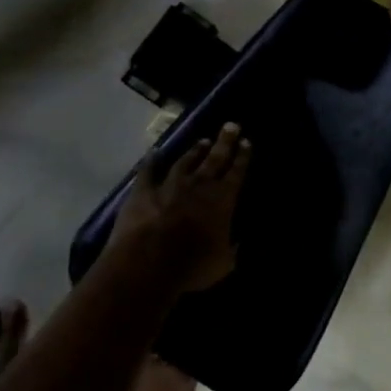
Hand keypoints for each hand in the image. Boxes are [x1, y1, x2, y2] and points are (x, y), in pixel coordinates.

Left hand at [111, 123, 249, 292]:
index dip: (242, 156)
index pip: (236, 172)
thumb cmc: (192, 265)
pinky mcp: (143, 191)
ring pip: (185, 161)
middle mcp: (199, 184)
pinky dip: (151, 161)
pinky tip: (153, 153)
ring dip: (195, 151)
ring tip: (202, 141)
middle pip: (215, 158)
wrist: (148, 262)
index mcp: (222, 199)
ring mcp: (170, 184)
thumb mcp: (222, 263)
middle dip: (225, 142)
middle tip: (231, 125)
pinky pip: (148, 172)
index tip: (246, 142)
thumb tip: (238, 243)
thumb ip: (231, 250)